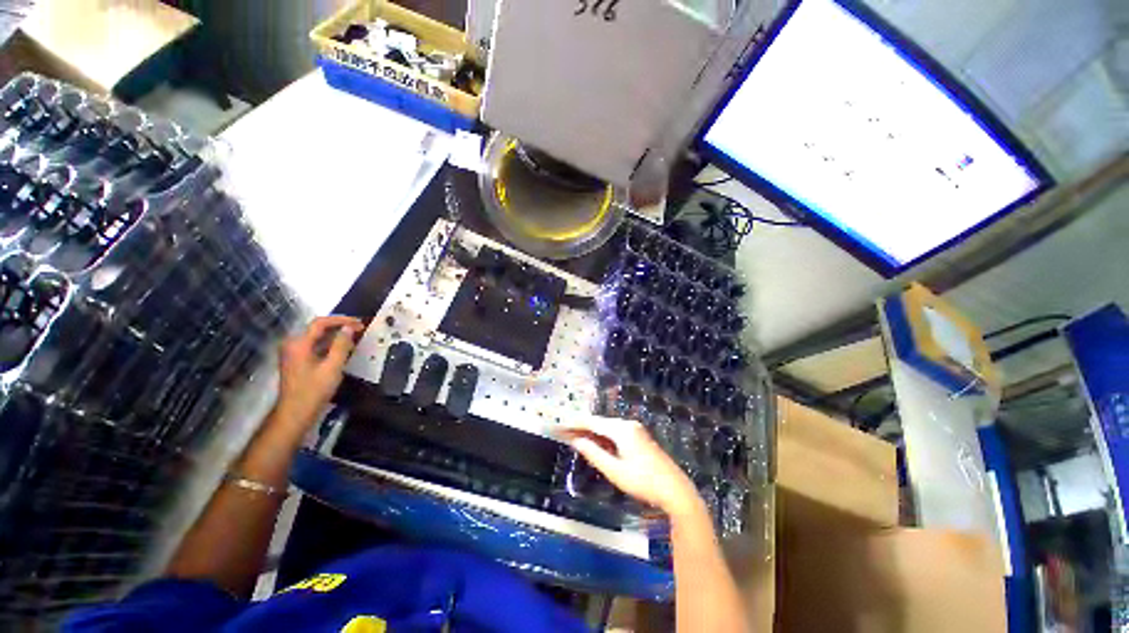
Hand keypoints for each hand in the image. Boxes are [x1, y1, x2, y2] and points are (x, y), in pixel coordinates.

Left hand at [273, 315, 364, 433]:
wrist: (295, 413)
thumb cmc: (314, 390)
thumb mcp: (332, 367)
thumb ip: (341, 345)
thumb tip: (349, 328)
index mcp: (299, 343)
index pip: (320, 323)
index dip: (341, 320)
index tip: (359, 323)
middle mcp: (293, 344)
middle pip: (318, 328)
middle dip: (340, 326)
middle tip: (360, 329)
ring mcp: (293, 353)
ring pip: (317, 337)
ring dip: (336, 335)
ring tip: (355, 337)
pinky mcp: (297, 360)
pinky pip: (315, 346)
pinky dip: (330, 344)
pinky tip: (343, 349)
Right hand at [558, 415, 700, 517]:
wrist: (676, 491)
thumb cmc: (643, 482)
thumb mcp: (615, 471)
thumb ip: (594, 454)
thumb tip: (576, 441)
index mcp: (622, 429)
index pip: (592, 422)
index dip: (574, 424)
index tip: (559, 426)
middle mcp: (628, 424)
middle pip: (599, 423)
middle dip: (581, 428)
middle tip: (563, 433)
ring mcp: (635, 430)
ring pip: (607, 428)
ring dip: (591, 433)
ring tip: (574, 437)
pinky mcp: (639, 438)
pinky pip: (615, 433)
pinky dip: (603, 437)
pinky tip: (595, 443)